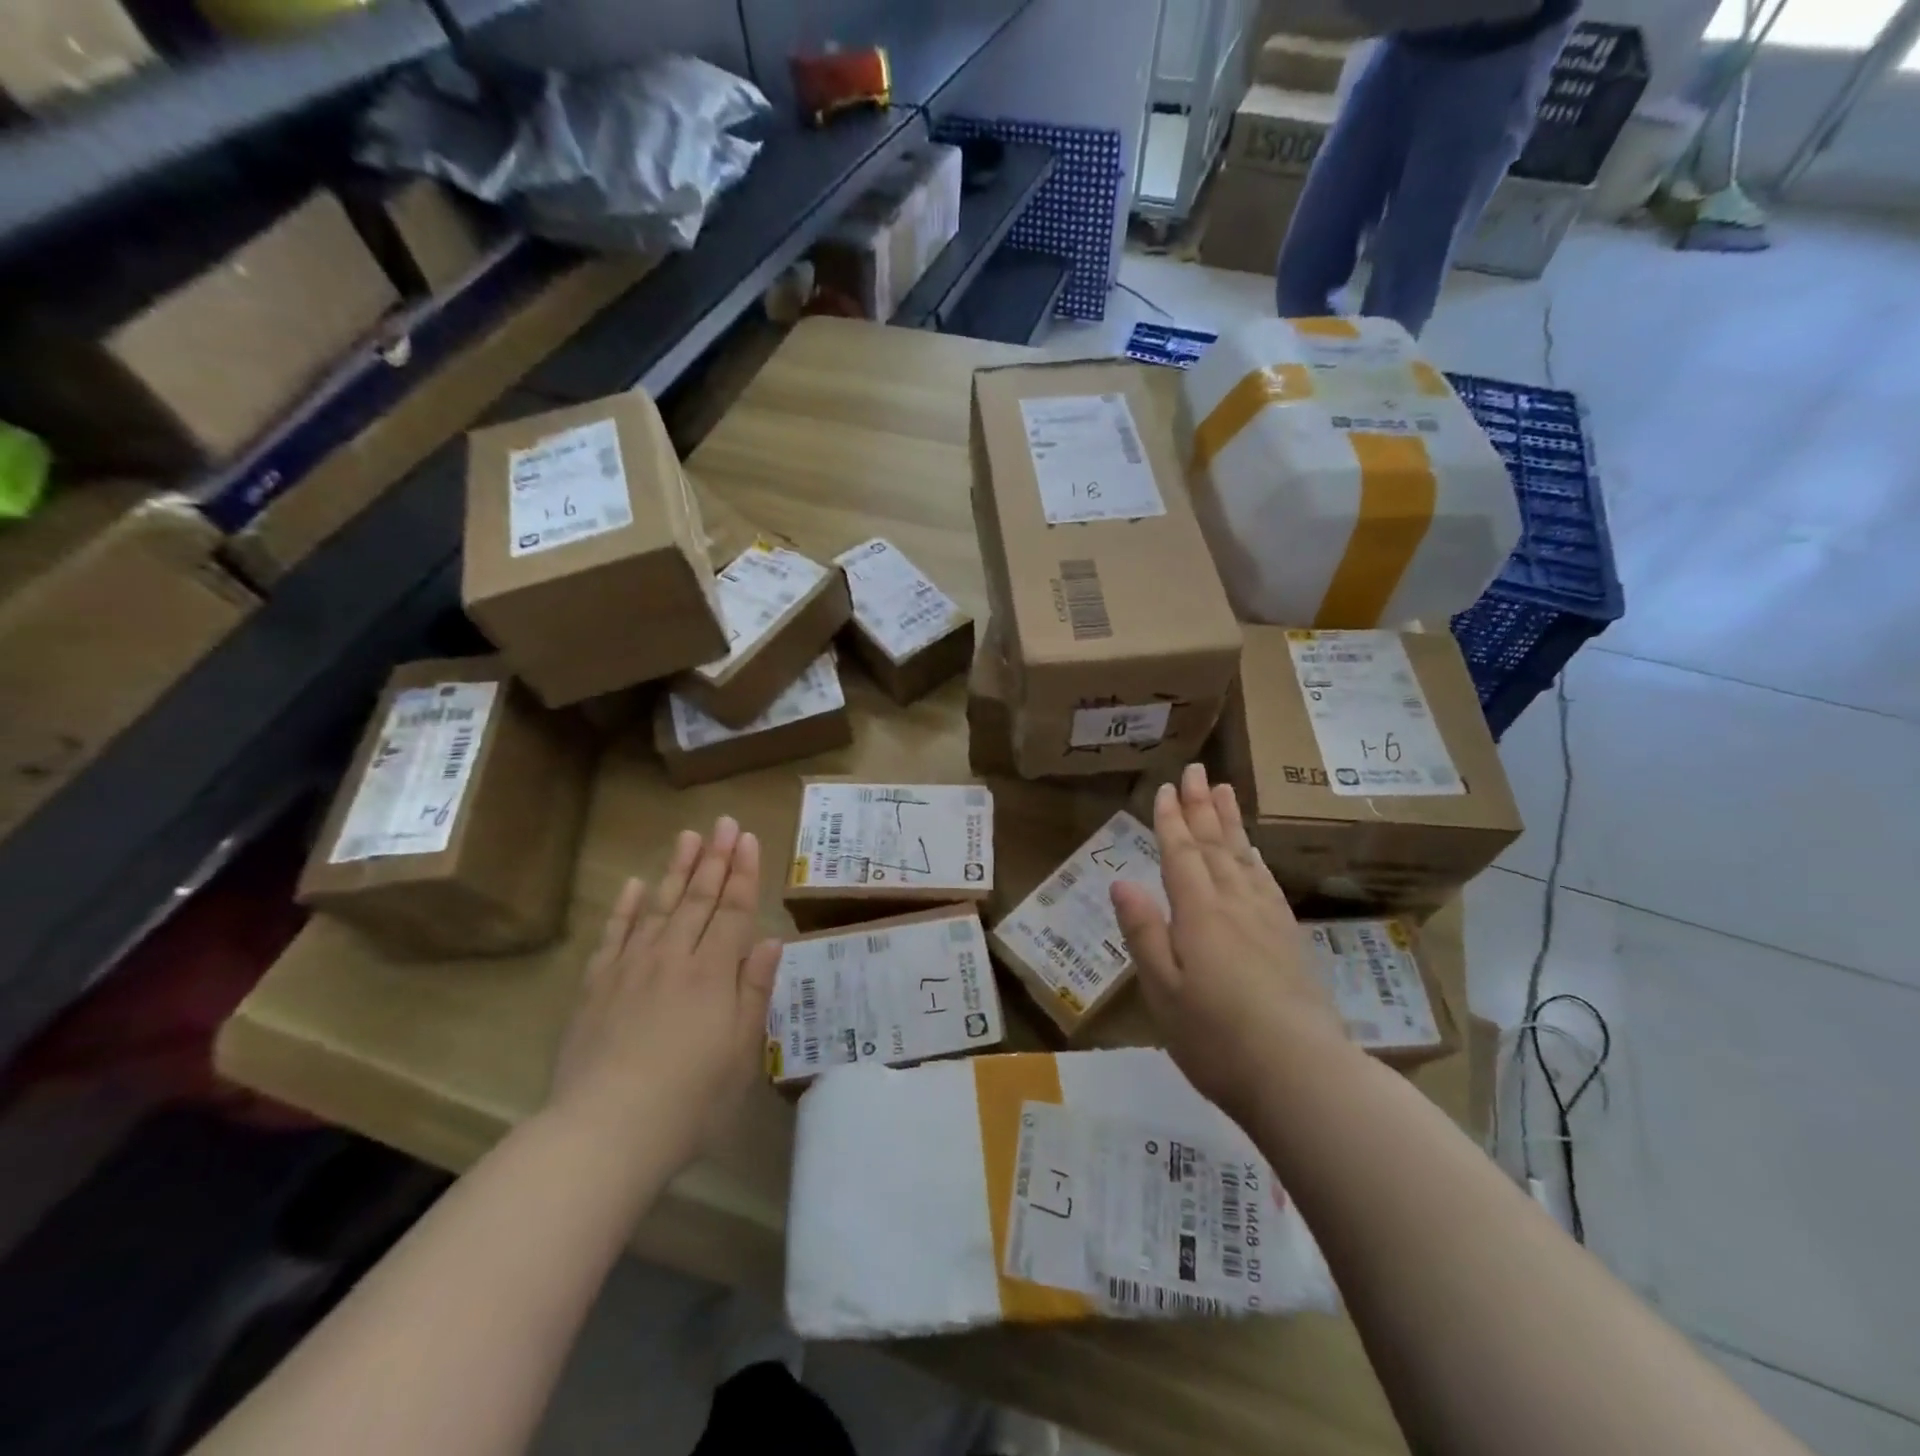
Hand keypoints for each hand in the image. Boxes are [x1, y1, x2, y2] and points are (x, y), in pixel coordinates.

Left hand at [550, 818, 782, 1167]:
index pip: (733, 910)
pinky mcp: (596, 986)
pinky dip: (626, 907)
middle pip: (698, 898)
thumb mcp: (741, 1051)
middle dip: (715, 858)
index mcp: (713, 973)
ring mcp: (631, 968)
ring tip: (688, 836)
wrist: (605, 1131)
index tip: (748, 838)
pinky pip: (614, 935)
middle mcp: (673, 957)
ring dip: (677, 869)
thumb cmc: (690, 1099)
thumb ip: (754, 990)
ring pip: (659, 906)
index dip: (743, 873)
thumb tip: (769, 940)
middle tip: (723, 822)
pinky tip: (636, 885)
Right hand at [1111, 765, 1348, 1124]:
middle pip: (1215, 845)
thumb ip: (1143, 932)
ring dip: (1231, 823)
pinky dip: (1256, 859)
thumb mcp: (1162, 990)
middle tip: (1197, 770)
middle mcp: (1235, 905)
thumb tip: (1121, 881)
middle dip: (1202, 806)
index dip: (1171, 820)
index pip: (1180, 854)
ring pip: (1244, 858)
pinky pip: (1267, 883)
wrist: (1303, 1076)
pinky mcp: (1290, 940)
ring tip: (1225, 792)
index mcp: (1199, 914)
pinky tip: (1254, 854)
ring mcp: (1268, 921)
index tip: (1166, 788)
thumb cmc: (1216, 1038)